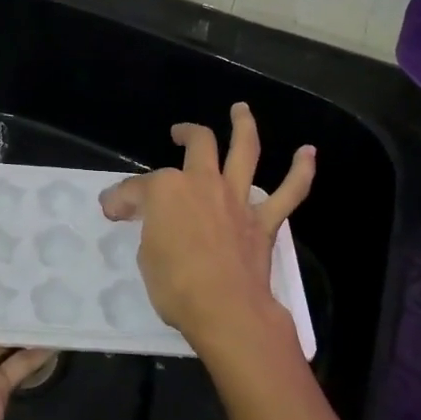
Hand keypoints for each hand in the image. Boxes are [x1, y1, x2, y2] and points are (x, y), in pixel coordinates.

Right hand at [98, 103, 314, 357]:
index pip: (137, 188)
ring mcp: (236, 199)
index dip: (121, 198)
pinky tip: (308, 153)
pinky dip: (301, 172)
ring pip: (244, 151)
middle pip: (198, 145)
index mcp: (167, 190)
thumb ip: (149, 230)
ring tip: (241, 110)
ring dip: (244, 126)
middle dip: (187, 134)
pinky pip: (288, 192)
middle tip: (180, 133)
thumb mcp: (146, 256)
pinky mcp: (263, 221)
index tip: (112, 210)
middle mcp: (203, 183)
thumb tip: (148, 221)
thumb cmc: (175, 286)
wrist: (225, 309)